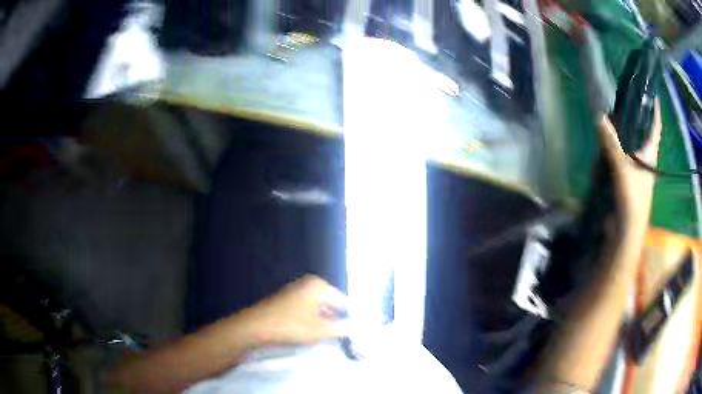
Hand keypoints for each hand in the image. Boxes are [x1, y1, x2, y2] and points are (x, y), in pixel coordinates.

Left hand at [242, 275, 347, 345]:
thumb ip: (341, 328)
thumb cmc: (290, 326)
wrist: (256, 326)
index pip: (342, 301)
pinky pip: (307, 309)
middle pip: (330, 303)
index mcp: (318, 285)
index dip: (347, 318)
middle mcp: (308, 283)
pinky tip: (309, 333)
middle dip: (334, 320)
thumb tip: (355, 327)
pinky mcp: (287, 299)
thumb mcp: (319, 330)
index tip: (351, 333)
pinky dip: (310, 320)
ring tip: (323, 337)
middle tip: (338, 337)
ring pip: (318, 308)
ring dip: (322, 322)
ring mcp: (296, 290)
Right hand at [598, 100, 661, 229]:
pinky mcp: (624, 180)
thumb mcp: (622, 168)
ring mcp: (634, 170)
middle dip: (633, 120)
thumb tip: (600, 118)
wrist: (625, 230)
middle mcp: (643, 160)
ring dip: (620, 135)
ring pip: (628, 146)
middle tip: (622, 102)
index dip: (655, 113)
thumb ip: (611, 144)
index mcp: (649, 155)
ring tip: (610, 119)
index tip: (654, 97)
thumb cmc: (632, 198)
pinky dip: (612, 151)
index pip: (655, 130)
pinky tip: (603, 146)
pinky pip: (619, 159)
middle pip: (640, 135)